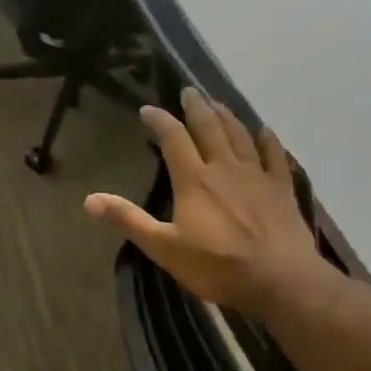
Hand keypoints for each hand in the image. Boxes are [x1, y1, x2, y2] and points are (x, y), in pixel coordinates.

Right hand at [84, 90, 332, 317]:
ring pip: (240, 135)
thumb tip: (89, 199)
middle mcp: (225, 168)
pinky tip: (265, 130)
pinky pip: (274, 156)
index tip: (148, 109)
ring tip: (218, 103)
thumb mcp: (164, 248)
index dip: (160, 120)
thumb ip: (129, 220)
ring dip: (227, 115)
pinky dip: (268, 140)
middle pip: (209, 127)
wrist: (280, 279)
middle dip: (196, 107)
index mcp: (194, 180)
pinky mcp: (281, 189)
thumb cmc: (217, 266)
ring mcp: (257, 175)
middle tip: (189, 90)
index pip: (173, 138)